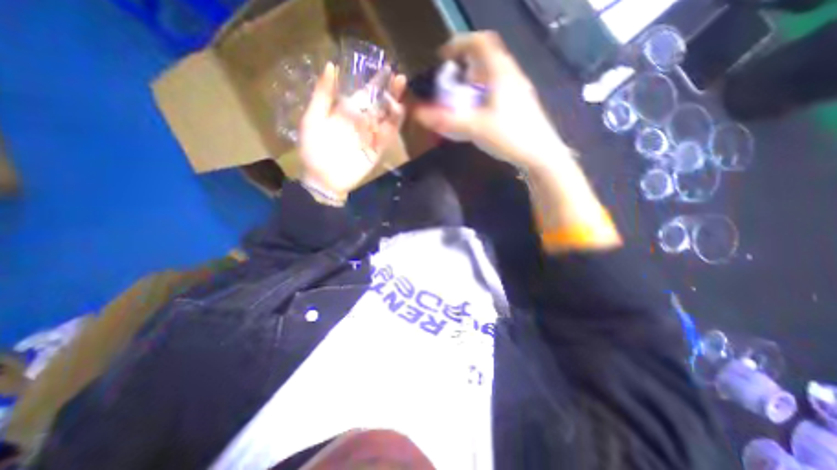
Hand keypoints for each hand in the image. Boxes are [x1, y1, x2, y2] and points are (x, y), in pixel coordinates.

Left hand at [300, 60, 407, 198]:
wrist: (323, 179)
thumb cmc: (314, 150)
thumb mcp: (312, 119)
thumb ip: (323, 95)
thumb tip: (331, 66)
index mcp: (347, 112)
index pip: (364, 94)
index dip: (375, 82)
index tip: (385, 68)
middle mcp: (362, 122)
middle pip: (379, 104)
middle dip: (389, 91)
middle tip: (399, 77)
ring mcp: (371, 136)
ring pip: (386, 118)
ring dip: (394, 104)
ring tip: (401, 89)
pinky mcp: (377, 150)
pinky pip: (388, 136)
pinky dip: (394, 124)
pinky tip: (398, 111)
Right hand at [414, 32, 568, 172]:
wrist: (540, 154)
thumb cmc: (509, 136)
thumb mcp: (474, 128)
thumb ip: (446, 121)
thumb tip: (418, 114)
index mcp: (500, 72)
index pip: (480, 42)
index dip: (459, 44)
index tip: (444, 58)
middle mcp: (511, 75)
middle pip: (487, 57)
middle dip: (466, 65)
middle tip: (451, 81)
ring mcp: (518, 89)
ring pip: (493, 75)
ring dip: (475, 81)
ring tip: (461, 98)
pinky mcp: (520, 104)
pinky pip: (499, 89)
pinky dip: (484, 93)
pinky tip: (478, 112)